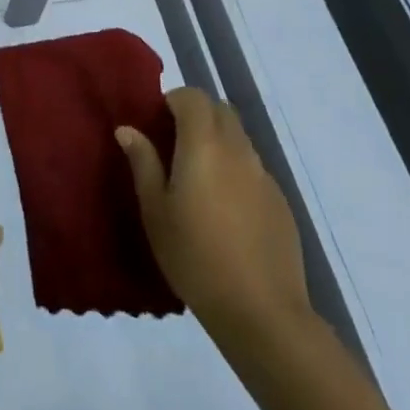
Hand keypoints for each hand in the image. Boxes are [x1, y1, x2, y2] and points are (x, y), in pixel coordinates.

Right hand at [116, 88, 309, 335]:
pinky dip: (236, 172)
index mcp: (204, 144)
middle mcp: (238, 150)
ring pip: (239, 139)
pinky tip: (226, 211)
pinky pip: (254, 170)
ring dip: (218, 142)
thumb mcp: (155, 211)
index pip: (194, 97)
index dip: (174, 101)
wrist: (261, 312)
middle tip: (175, 146)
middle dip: (198, 116)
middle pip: (221, 111)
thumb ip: (143, 163)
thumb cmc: (195, 256)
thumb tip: (128, 129)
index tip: (157, 123)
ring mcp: (264, 176)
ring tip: (199, 181)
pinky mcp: (281, 203)